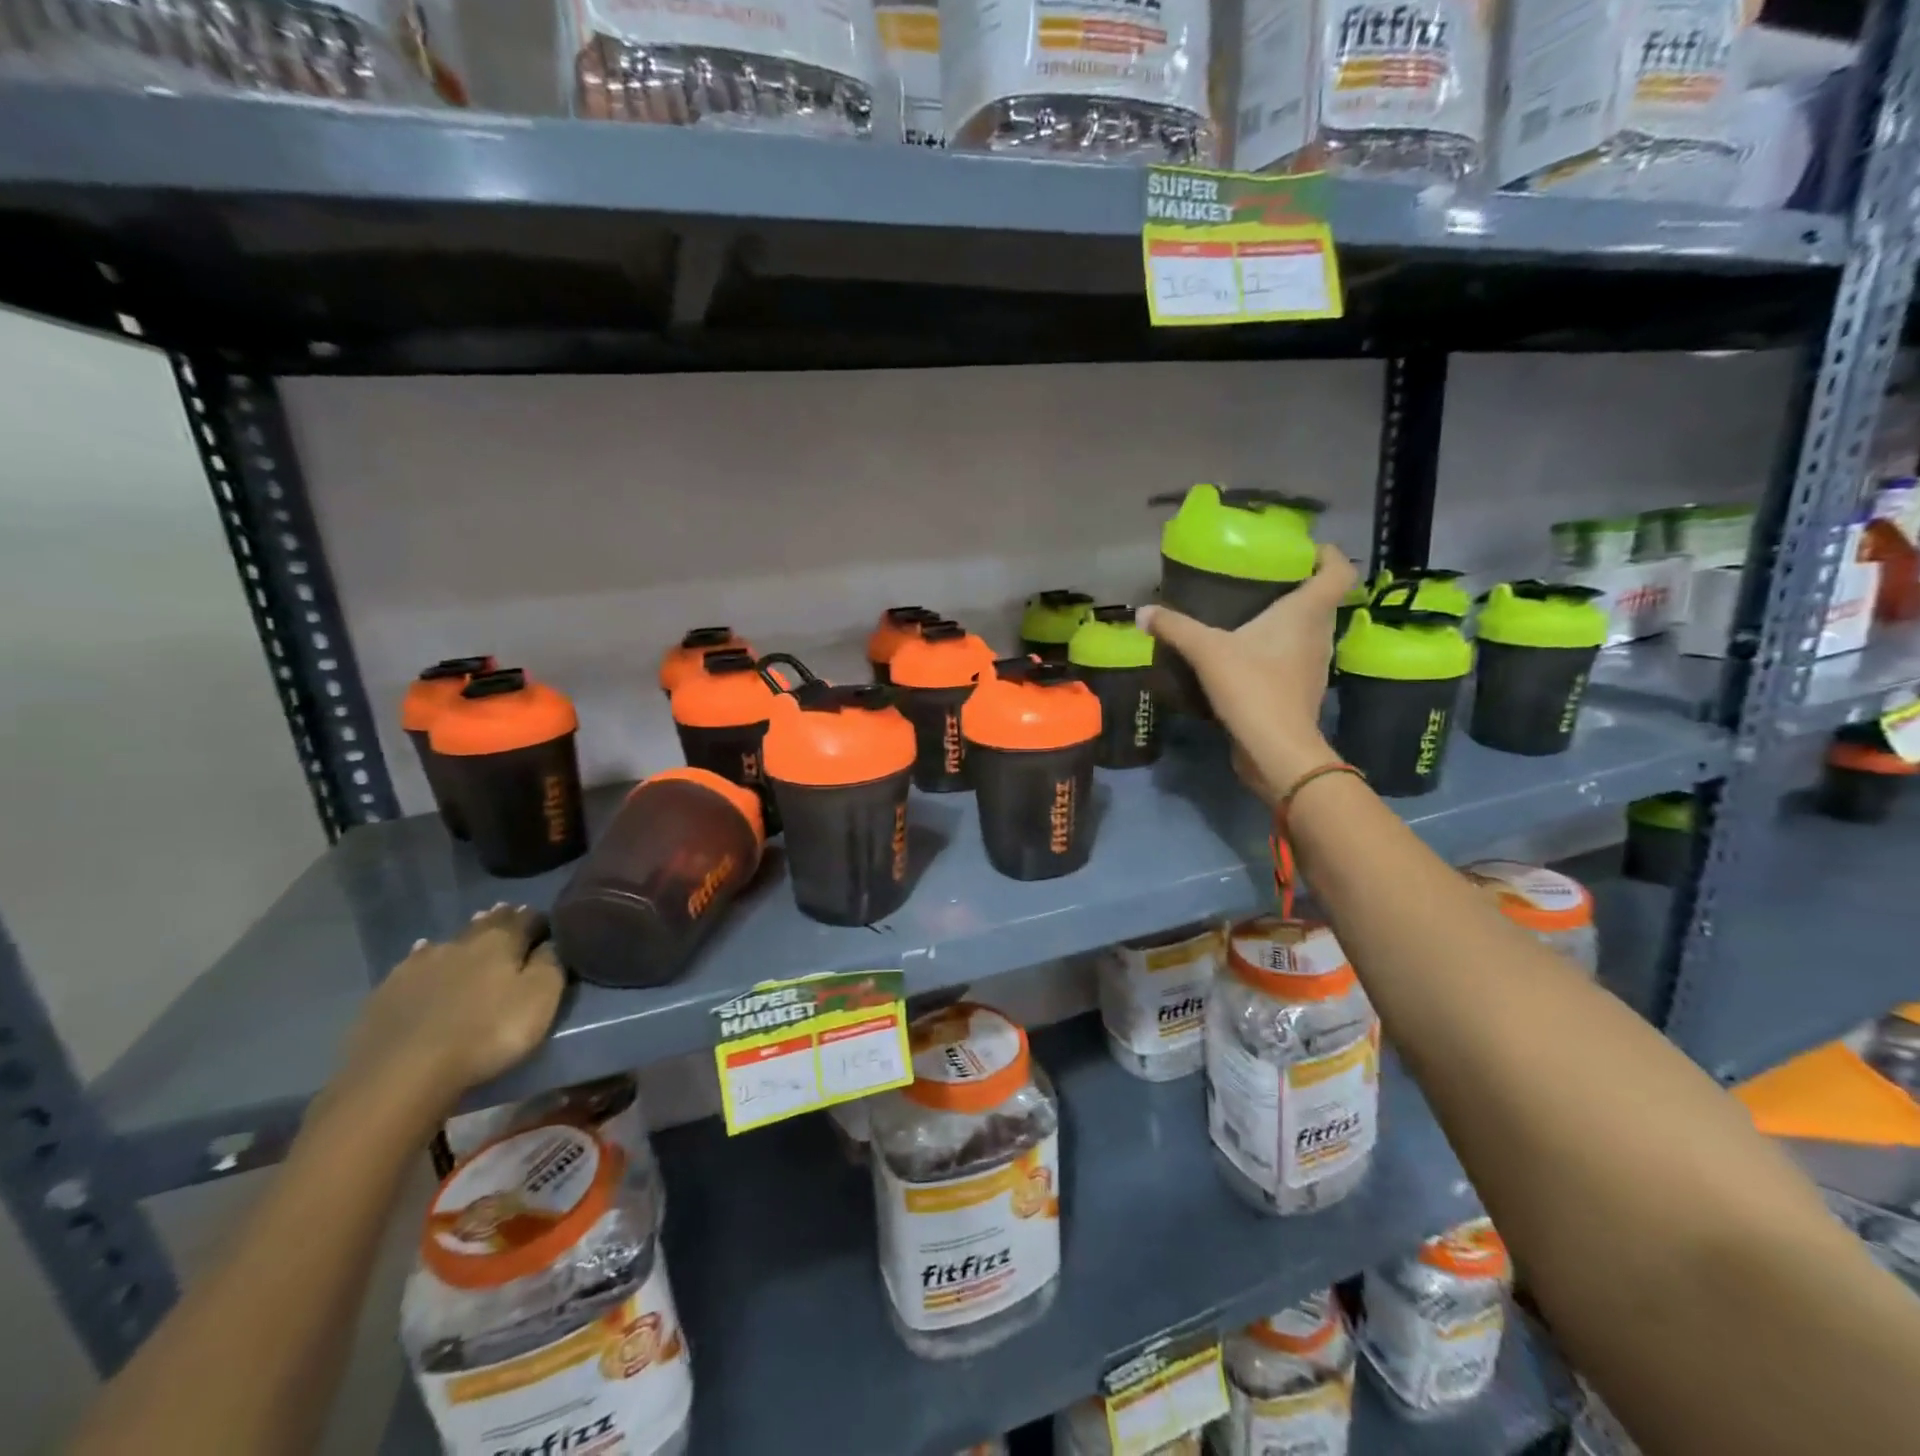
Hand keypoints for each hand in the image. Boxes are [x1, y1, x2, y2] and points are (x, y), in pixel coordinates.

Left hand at [332, 905, 564, 1124]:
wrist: (401, 1073)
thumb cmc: (487, 1033)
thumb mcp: (540, 999)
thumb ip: (549, 965)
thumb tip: (549, 943)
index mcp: (501, 942)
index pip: (527, 919)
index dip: (538, 919)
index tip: (546, 922)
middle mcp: (461, 943)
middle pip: (487, 924)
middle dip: (502, 918)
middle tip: (510, 912)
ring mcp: (419, 964)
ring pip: (451, 940)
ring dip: (466, 935)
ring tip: (474, 930)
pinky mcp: (388, 990)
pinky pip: (415, 961)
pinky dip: (426, 954)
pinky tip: (425, 953)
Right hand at [1141, 542, 1356, 803]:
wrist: (1276, 750)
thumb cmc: (1253, 688)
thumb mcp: (1207, 652)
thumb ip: (1175, 628)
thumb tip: (1142, 612)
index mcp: (1307, 613)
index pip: (1338, 571)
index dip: (1326, 555)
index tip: (1300, 550)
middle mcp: (1319, 634)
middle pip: (1321, 600)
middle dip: (1296, 587)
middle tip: (1260, 581)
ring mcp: (1314, 666)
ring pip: (1307, 631)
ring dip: (1285, 622)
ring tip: (1248, 617)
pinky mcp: (1301, 692)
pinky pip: (1293, 659)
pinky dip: (1276, 653)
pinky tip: (1245, 658)